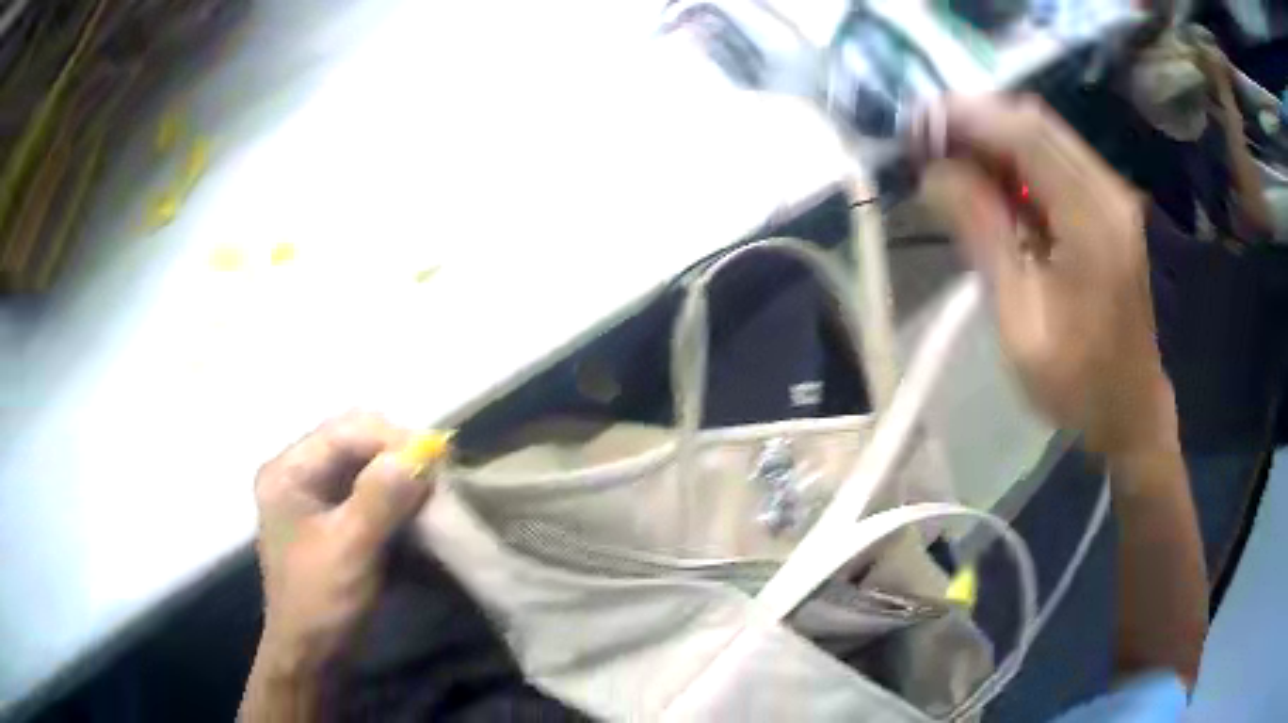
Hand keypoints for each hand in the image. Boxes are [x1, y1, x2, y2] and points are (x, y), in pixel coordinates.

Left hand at [244, 412, 447, 718]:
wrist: (311, 656)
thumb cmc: (322, 602)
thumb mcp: (351, 549)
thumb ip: (381, 498)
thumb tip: (420, 454)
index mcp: (289, 472)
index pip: (344, 432)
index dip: (392, 439)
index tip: (437, 460)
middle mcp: (298, 473)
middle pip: (354, 442)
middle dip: (397, 455)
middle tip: (436, 475)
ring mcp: (314, 496)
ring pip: (364, 466)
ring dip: (400, 476)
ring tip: (433, 492)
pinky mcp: (331, 519)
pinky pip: (367, 491)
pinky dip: (395, 497)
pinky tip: (417, 510)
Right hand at [918, 96, 1177, 456]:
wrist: (1130, 410)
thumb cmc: (1076, 383)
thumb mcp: (1019, 323)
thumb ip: (983, 237)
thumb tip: (935, 172)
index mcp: (1092, 223)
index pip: (1025, 135)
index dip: (967, 117)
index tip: (916, 125)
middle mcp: (1108, 193)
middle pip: (1036, 123)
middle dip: (976, 120)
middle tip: (926, 141)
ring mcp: (1113, 197)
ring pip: (1046, 136)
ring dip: (994, 137)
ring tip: (949, 159)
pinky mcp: (1109, 207)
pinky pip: (1057, 160)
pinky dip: (1017, 158)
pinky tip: (990, 180)